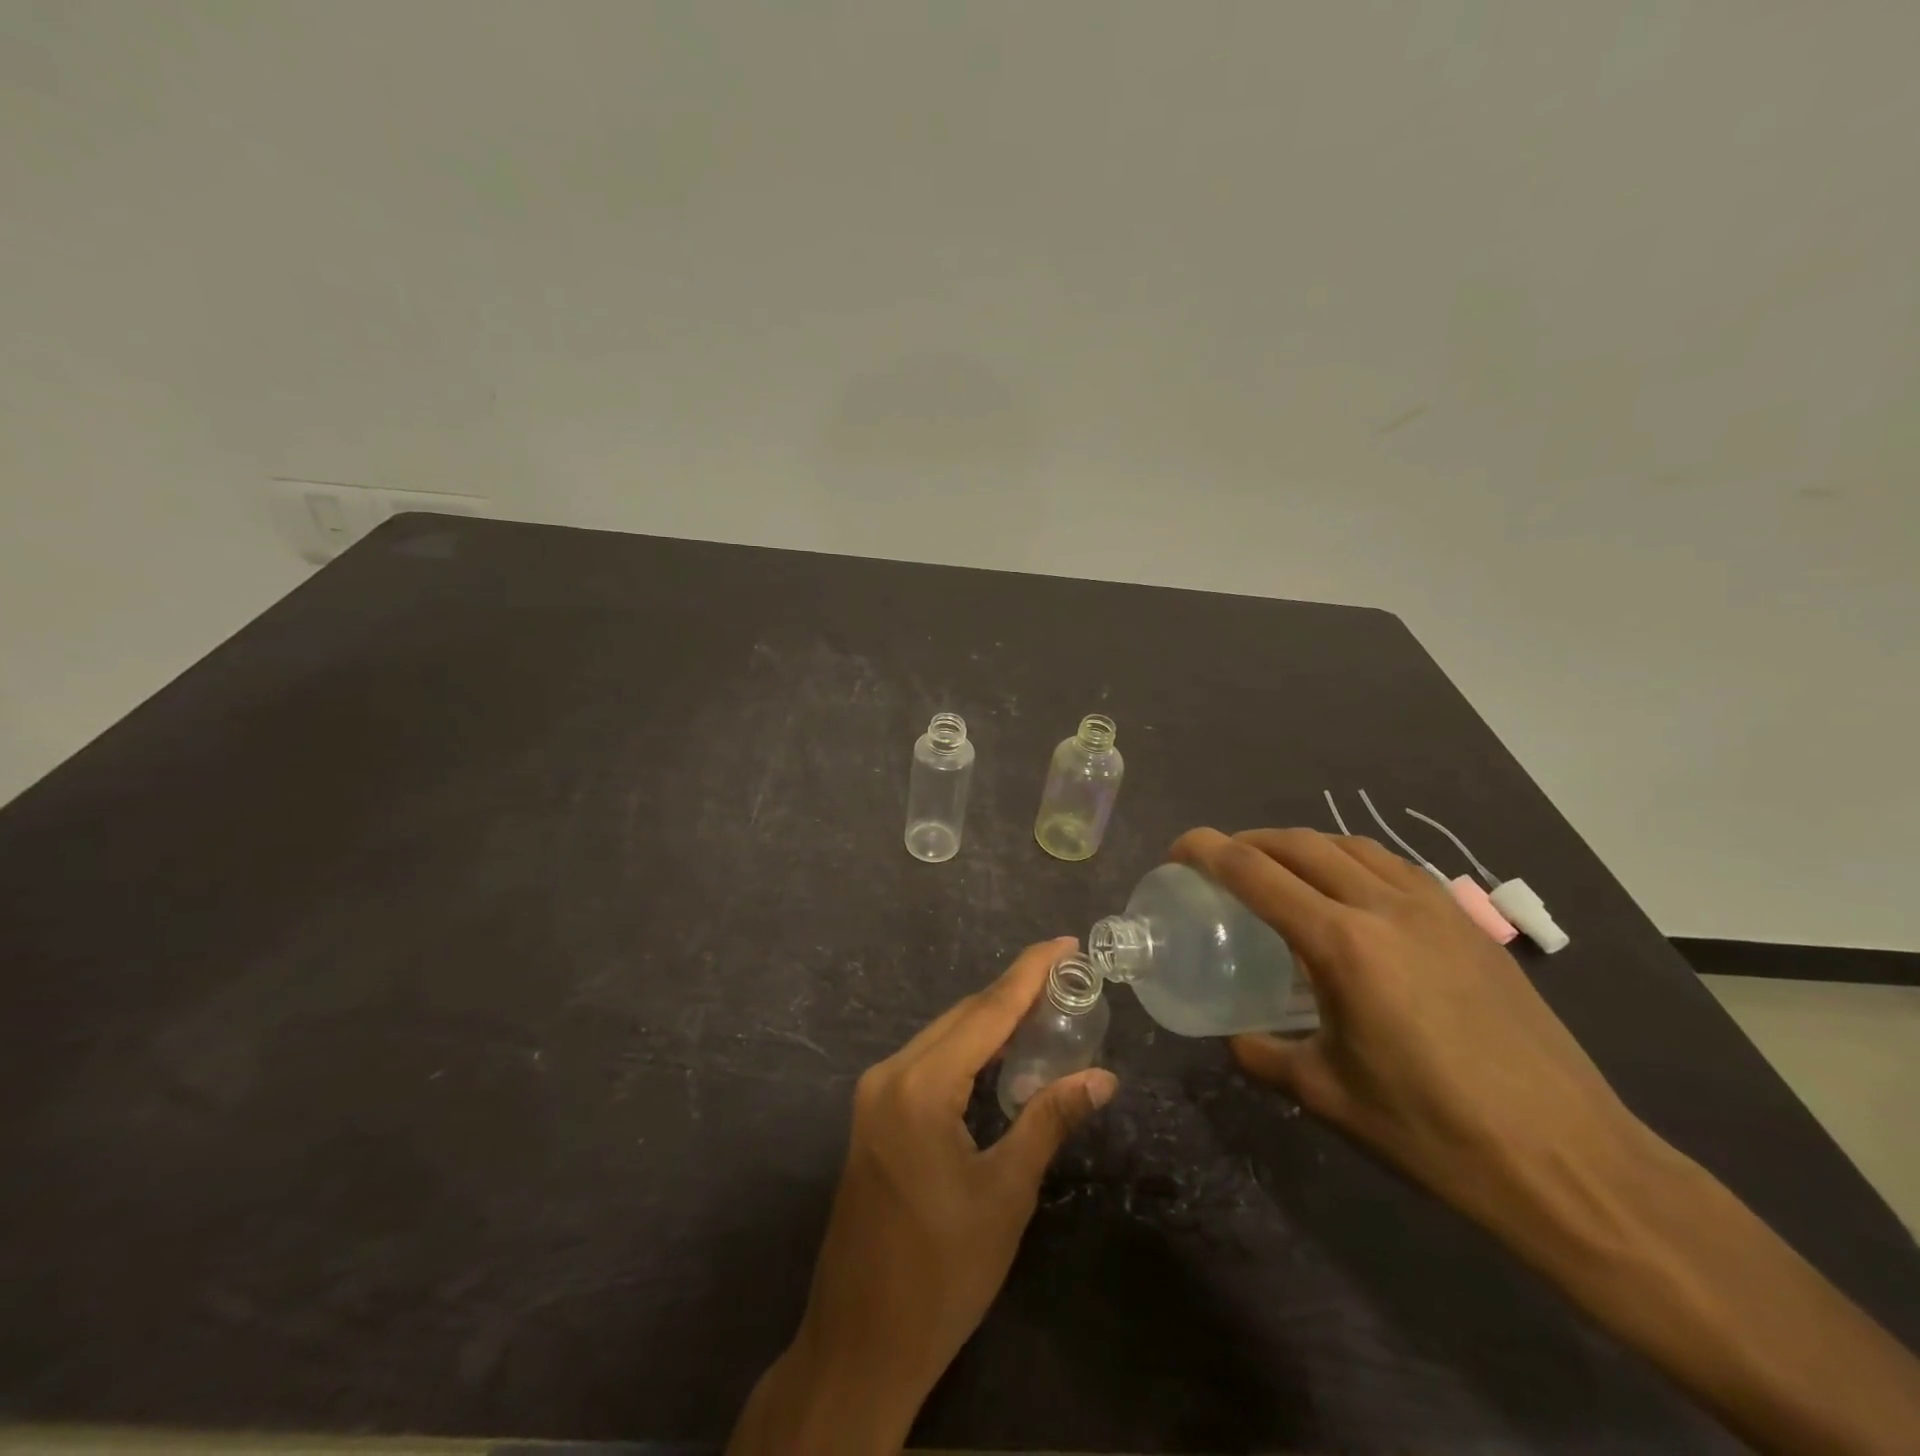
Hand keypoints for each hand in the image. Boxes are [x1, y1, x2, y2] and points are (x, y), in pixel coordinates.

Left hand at [727, 937, 1118, 1454]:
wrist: (861, 1341)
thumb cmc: (942, 1272)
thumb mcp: (1006, 1193)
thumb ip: (1049, 1119)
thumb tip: (1102, 1076)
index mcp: (920, 1085)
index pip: (987, 1011)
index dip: (1030, 973)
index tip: (1066, 943)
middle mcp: (890, 1074)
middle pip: (962, 1017)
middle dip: (1014, 992)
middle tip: (1066, 975)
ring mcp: (874, 1095)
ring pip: (943, 1036)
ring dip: (991, 1020)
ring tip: (1044, 1005)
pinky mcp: (873, 1116)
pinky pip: (927, 1062)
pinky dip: (966, 1050)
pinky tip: (998, 1053)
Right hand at [1170, 827, 1646, 1235]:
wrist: (1570, 1162)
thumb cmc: (1433, 1132)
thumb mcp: (1327, 1096)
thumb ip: (1265, 1055)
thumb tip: (1235, 1037)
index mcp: (1342, 944)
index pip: (1255, 872)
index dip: (1207, 850)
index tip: (1178, 850)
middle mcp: (1384, 906)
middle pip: (1299, 843)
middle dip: (1248, 841)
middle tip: (1219, 861)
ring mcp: (1434, 908)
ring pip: (1349, 845)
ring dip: (1300, 844)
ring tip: (1278, 869)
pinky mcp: (1468, 923)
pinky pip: (1391, 865)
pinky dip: (1350, 859)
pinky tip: (1348, 892)